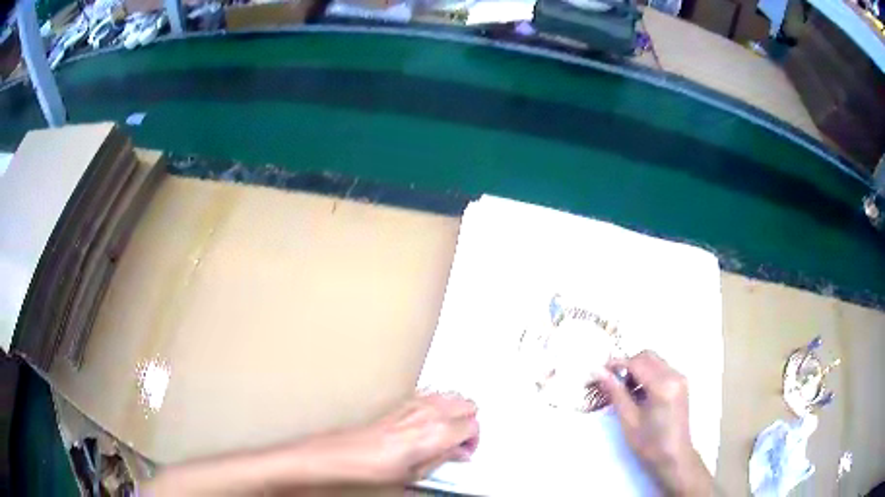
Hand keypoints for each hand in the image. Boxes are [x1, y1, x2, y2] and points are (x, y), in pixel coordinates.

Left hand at [311, 393, 479, 483]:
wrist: (349, 453)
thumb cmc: (377, 465)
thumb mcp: (418, 472)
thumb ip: (445, 458)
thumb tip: (459, 453)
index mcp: (439, 431)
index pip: (474, 426)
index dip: (474, 440)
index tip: (465, 451)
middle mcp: (431, 412)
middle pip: (469, 405)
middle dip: (471, 422)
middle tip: (461, 440)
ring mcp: (417, 402)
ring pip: (454, 395)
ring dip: (457, 410)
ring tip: (450, 429)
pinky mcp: (405, 399)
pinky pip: (434, 392)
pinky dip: (441, 402)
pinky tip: (432, 417)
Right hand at [598, 351, 712, 495]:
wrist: (674, 457)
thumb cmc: (649, 443)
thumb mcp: (629, 419)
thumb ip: (615, 392)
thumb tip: (599, 371)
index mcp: (662, 385)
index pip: (637, 362)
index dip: (617, 364)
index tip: (600, 371)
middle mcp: (674, 375)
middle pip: (648, 356)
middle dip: (628, 364)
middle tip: (613, 381)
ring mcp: (680, 378)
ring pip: (655, 361)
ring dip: (638, 369)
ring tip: (626, 391)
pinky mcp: (681, 384)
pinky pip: (662, 369)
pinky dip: (648, 374)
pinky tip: (640, 393)